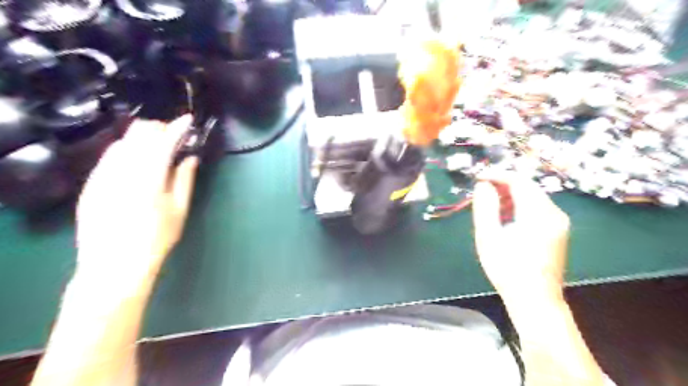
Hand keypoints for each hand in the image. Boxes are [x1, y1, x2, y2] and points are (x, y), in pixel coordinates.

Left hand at [75, 116, 198, 284]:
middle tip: (174, 135)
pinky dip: (126, 151)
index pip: (163, 141)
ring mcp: (102, 175)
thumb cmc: (156, 238)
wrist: (113, 264)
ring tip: (157, 147)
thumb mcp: (179, 210)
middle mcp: (122, 170)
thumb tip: (190, 157)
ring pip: (123, 141)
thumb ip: (185, 179)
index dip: (177, 127)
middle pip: (139, 133)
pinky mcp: (91, 182)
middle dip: (159, 128)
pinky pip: (109, 156)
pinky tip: (136, 161)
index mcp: (149, 177)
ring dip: (142, 138)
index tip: (188, 120)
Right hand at [474, 172, 569, 304]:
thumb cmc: (507, 268)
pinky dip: (519, 207)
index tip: (478, 177)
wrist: (535, 300)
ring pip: (532, 198)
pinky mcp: (558, 231)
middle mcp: (554, 213)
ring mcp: (559, 223)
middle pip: (527, 187)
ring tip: (489, 207)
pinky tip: (505, 219)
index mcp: (538, 214)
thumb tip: (483, 184)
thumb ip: (485, 207)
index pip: (518, 181)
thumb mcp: (489, 236)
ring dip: (510, 197)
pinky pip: (537, 209)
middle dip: (502, 186)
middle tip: (480, 193)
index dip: (497, 175)